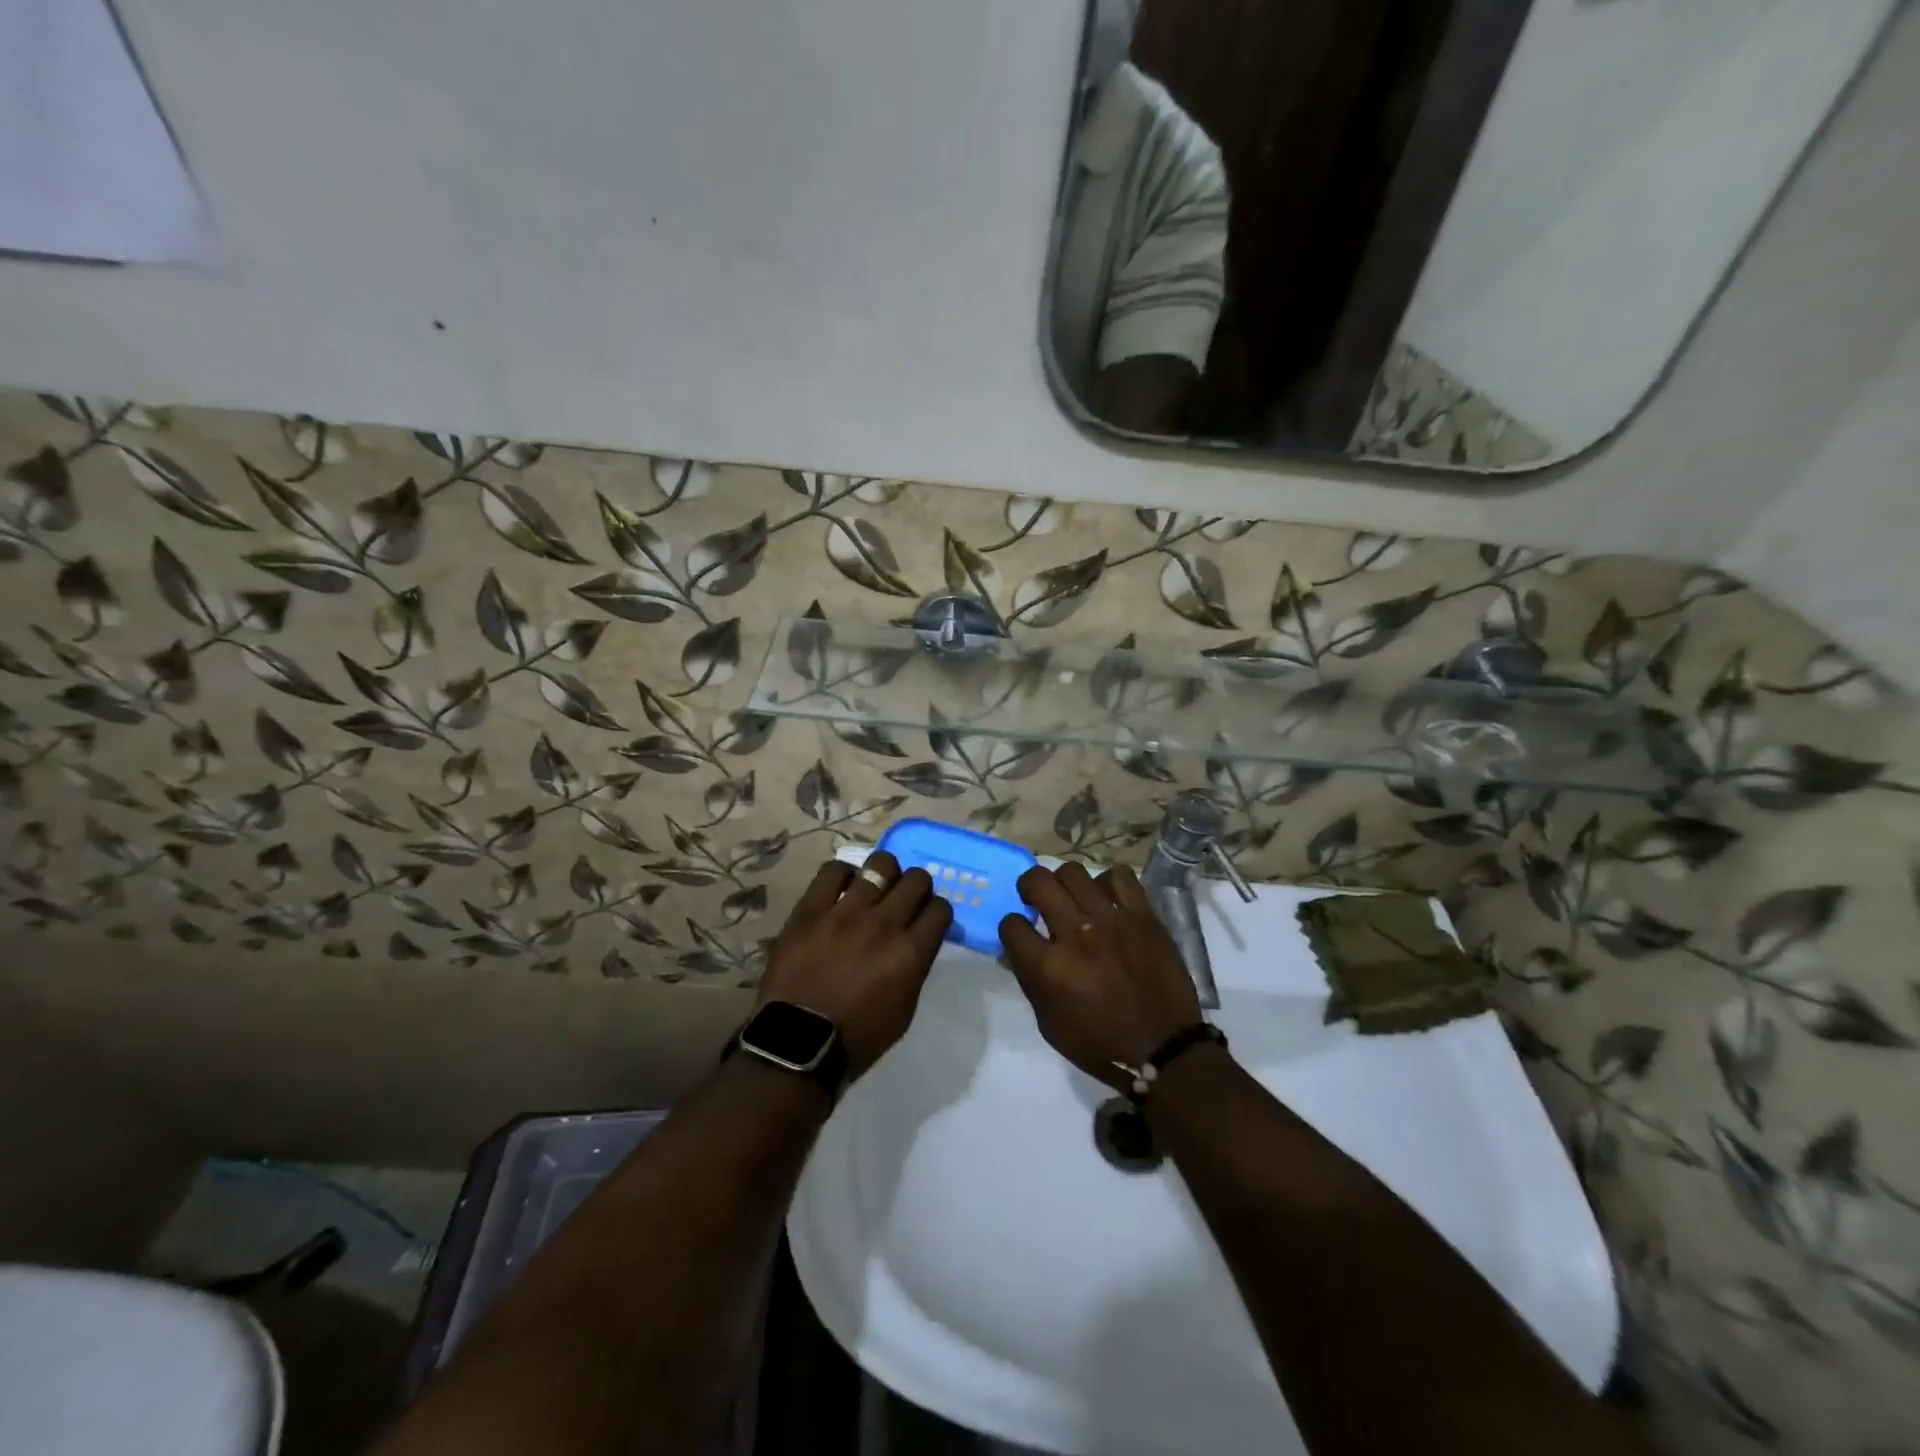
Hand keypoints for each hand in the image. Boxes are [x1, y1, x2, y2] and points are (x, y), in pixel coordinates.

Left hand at [756, 852, 951, 1076]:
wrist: (797, 1045)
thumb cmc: (857, 1037)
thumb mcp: (904, 1009)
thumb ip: (915, 967)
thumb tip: (916, 941)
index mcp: (910, 953)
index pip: (940, 909)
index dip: (936, 911)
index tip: (927, 918)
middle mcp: (884, 924)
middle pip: (916, 880)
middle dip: (917, 887)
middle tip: (905, 898)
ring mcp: (845, 913)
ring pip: (880, 865)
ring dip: (885, 874)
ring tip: (876, 886)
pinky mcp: (810, 910)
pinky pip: (832, 871)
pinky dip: (843, 874)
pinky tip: (843, 887)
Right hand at [999, 862, 1201, 1088]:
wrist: (1163, 1049)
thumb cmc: (1099, 1044)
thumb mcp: (1049, 1023)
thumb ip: (1030, 980)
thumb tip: (1016, 950)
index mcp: (1048, 967)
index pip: (1011, 924)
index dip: (1012, 927)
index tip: (1021, 933)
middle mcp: (1075, 934)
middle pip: (1038, 882)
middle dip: (1029, 887)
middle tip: (1037, 899)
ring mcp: (1111, 920)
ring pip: (1074, 872)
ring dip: (1064, 882)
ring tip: (1072, 897)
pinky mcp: (1142, 915)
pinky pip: (1120, 877)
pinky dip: (1108, 882)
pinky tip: (1107, 898)